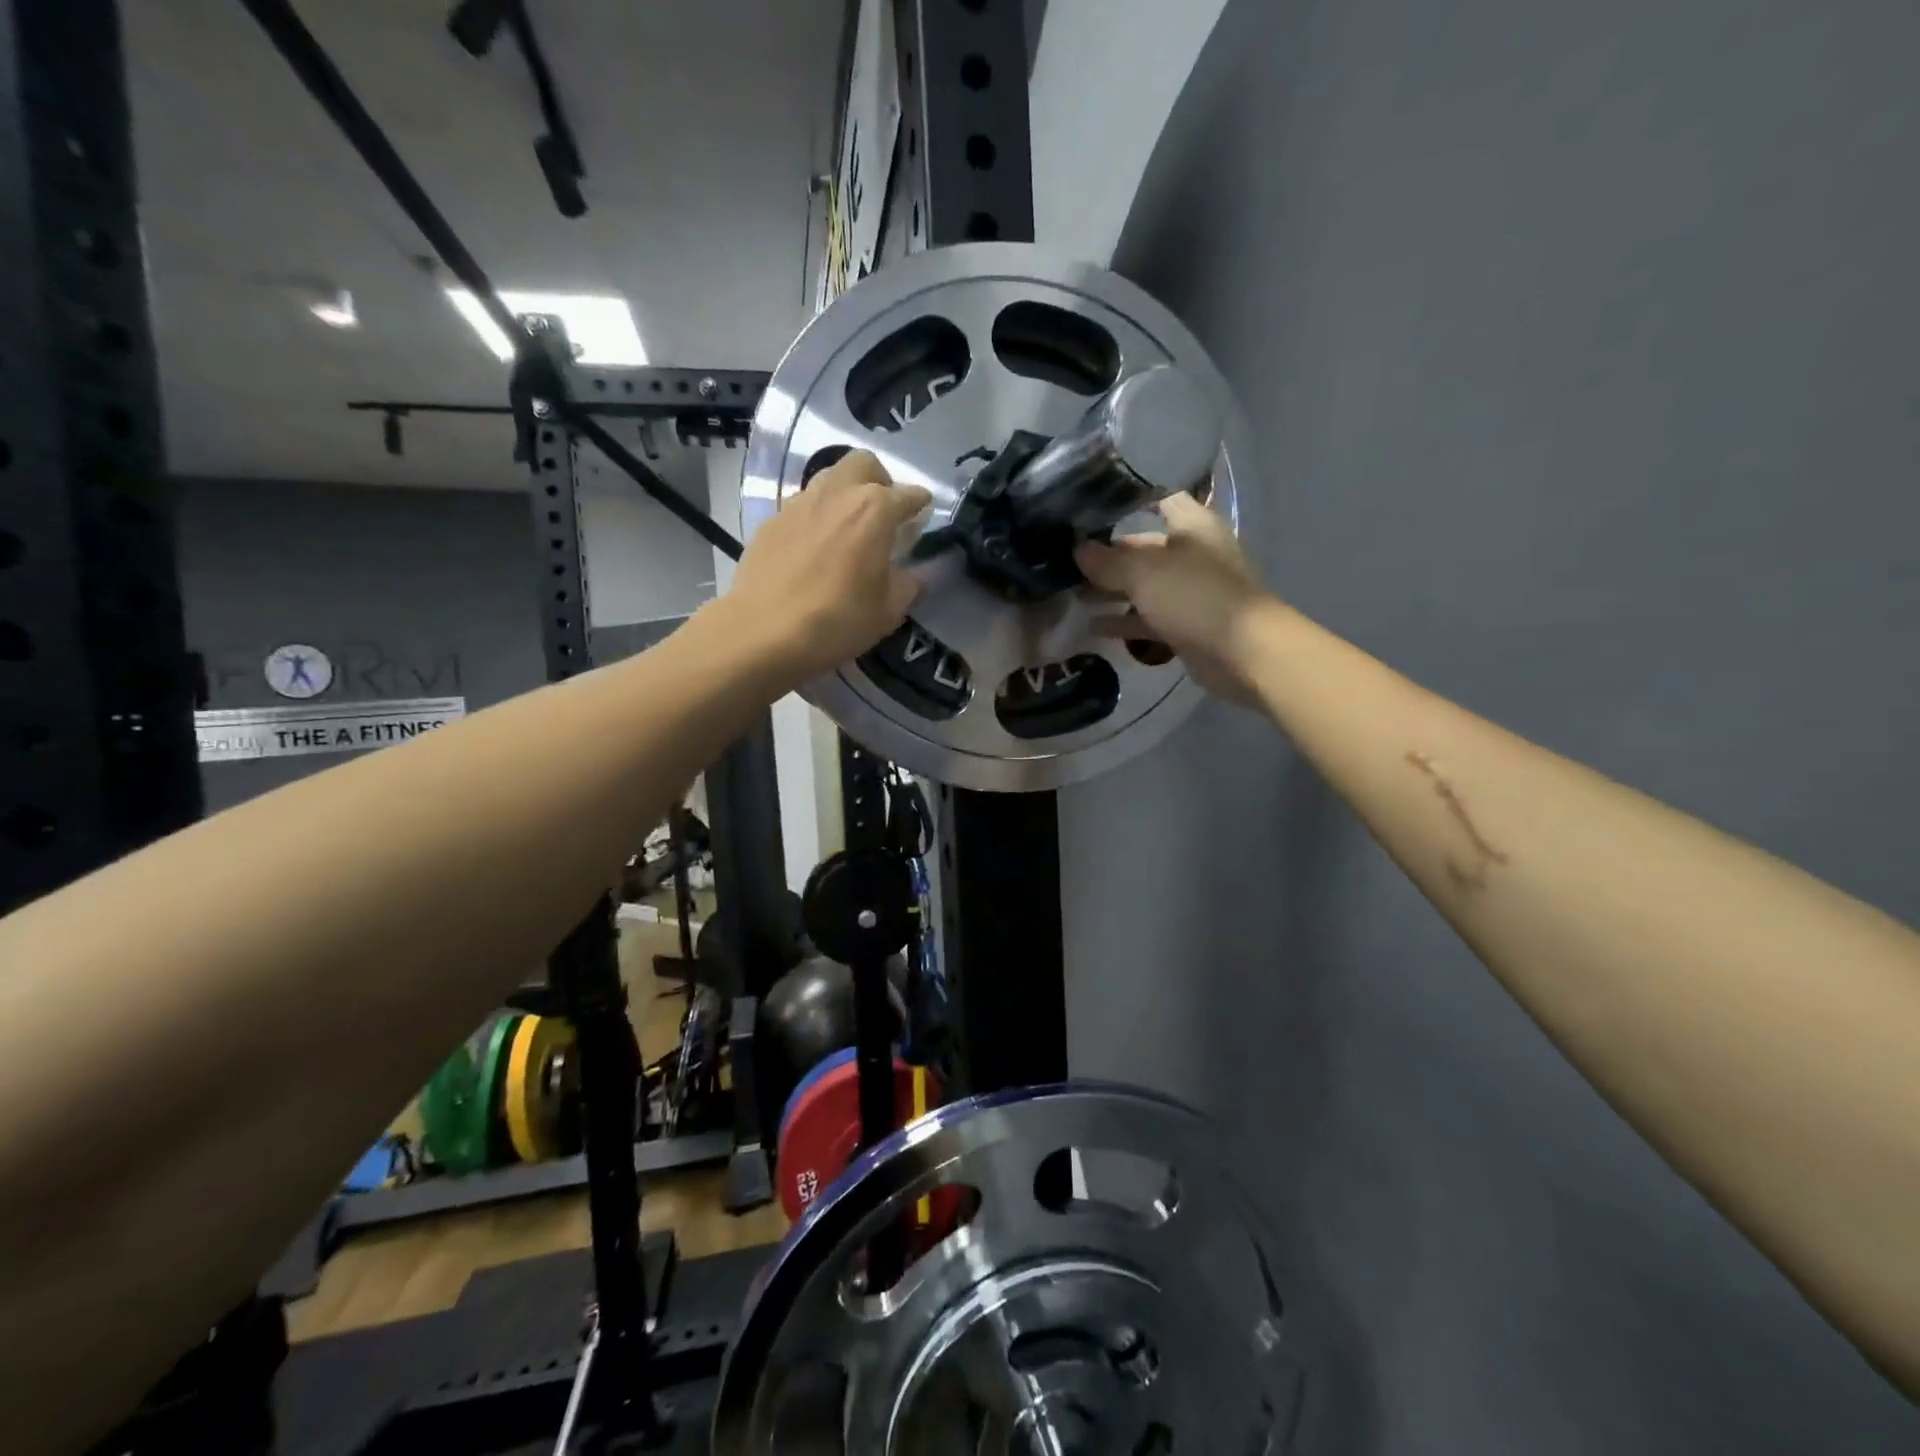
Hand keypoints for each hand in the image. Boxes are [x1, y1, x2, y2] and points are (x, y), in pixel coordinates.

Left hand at [726, 450, 932, 681]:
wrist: (764, 632)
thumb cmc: (837, 620)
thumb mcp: (887, 612)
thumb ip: (907, 586)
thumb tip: (912, 576)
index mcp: (875, 510)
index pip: (909, 495)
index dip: (920, 506)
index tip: (922, 519)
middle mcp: (838, 493)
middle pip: (864, 464)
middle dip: (879, 481)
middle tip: (882, 514)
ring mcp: (799, 503)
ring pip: (828, 479)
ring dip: (844, 495)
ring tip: (846, 529)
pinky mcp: (771, 521)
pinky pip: (801, 508)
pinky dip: (815, 519)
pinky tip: (812, 550)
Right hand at [1076, 492, 1280, 702]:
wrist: (1243, 653)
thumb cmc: (1195, 596)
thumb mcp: (1144, 572)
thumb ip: (1107, 561)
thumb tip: (1078, 550)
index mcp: (1193, 525)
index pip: (1158, 498)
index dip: (1126, 497)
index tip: (1088, 504)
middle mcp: (1193, 553)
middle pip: (1143, 546)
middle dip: (1107, 553)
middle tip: (1065, 559)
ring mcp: (1190, 591)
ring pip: (1143, 585)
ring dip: (1111, 590)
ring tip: (1071, 593)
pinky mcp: (1185, 624)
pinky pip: (1147, 617)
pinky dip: (1123, 620)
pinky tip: (1092, 626)